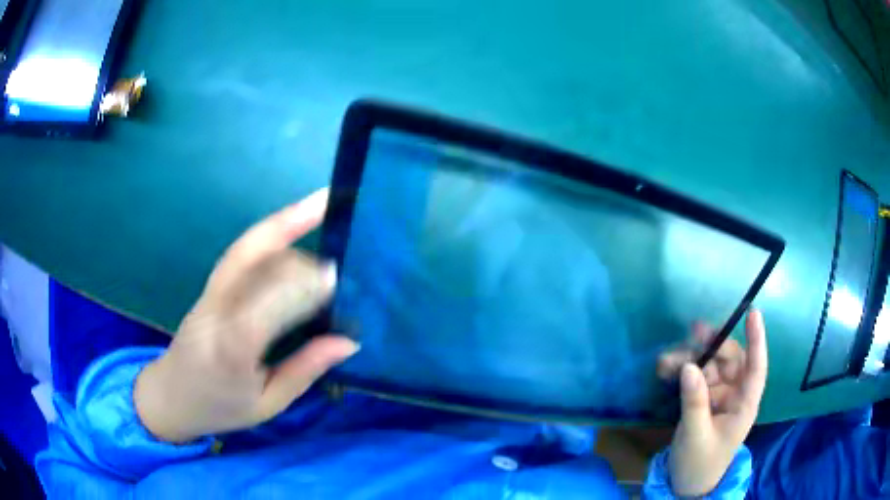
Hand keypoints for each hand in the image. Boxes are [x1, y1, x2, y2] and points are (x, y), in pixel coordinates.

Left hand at [134, 188, 358, 442]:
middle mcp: (217, 311)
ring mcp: (210, 293)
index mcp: (231, 350)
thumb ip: (304, 371)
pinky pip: (241, 250)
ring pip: (247, 248)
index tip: (336, 279)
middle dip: (300, 259)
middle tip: (338, 263)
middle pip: (258, 267)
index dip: (301, 287)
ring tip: (319, 205)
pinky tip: (291, 221)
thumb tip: (348, 342)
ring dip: (284, 225)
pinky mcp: (211, 285)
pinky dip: (269, 231)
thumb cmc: (220, 407)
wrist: (171, 395)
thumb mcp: (267, 404)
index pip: (267, 306)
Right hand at [656, 310, 767, 496]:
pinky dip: (681, 371)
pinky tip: (665, 369)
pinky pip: (695, 377)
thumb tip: (689, 366)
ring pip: (709, 366)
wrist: (686, 483)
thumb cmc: (700, 463)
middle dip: (712, 346)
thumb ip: (695, 402)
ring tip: (665, 360)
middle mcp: (735, 394)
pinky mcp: (704, 398)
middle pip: (730, 360)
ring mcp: (719, 395)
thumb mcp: (696, 435)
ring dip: (689, 358)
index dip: (756, 341)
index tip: (752, 313)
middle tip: (691, 333)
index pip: (756, 368)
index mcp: (744, 404)